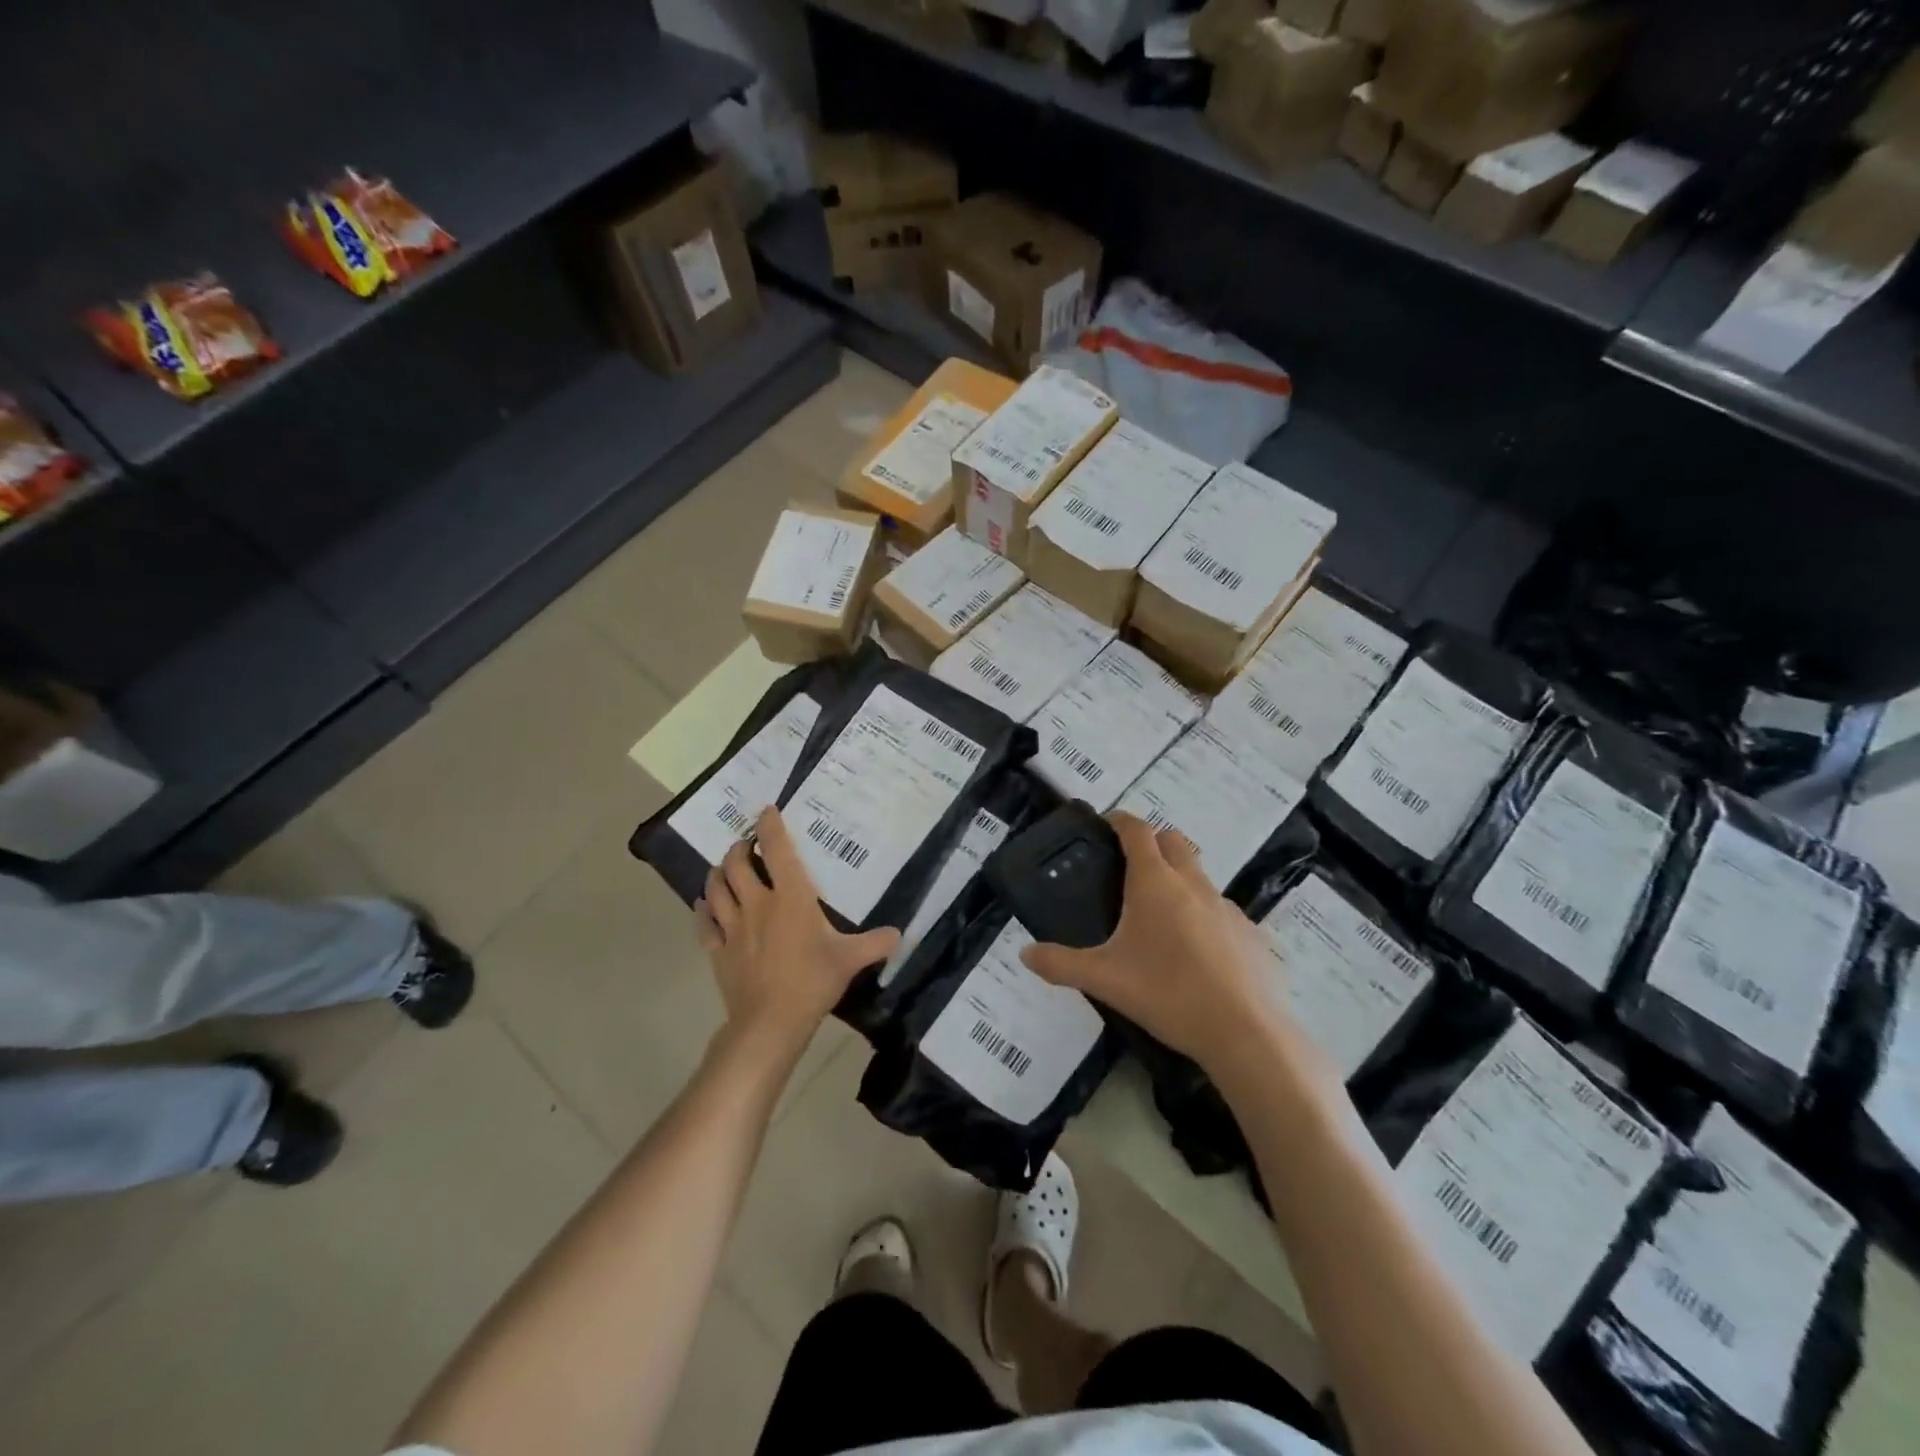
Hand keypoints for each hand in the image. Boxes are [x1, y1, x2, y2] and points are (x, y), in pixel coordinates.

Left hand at [695, 808, 899, 1054]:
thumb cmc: (812, 982)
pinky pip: (704, 924)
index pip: (776, 850)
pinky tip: (703, 906)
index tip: (767, 811)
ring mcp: (732, 927)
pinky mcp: (717, 951)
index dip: (769, 826)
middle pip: (736, 864)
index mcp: (791, 897)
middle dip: (738, 848)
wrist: (770, 1022)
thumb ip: (876, 943)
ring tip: (723, 868)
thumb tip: (898, 934)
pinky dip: (702, 910)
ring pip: (716, 888)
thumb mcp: (850, 960)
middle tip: (745, 845)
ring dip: (717, 873)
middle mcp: (757, 903)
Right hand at [1019, 813, 1282, 1069]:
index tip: (1106, 824)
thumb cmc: (1168, 994)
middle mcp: (1193, 883)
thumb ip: (1060, 964)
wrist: (1247, 1033)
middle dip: (1152, 842)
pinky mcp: (1251, 933)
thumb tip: (1025, 955)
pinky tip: (1196, 955)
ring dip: (1179, 879)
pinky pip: (1222, 911)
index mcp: (1155, 883)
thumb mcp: (1104, 980)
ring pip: (1200, 875)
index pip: (1137, 830)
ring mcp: (1227, 907)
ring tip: (1159, 918)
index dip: (1120, 820)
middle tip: (1129, 868)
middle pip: (1174, 841)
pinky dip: (1204, 916)